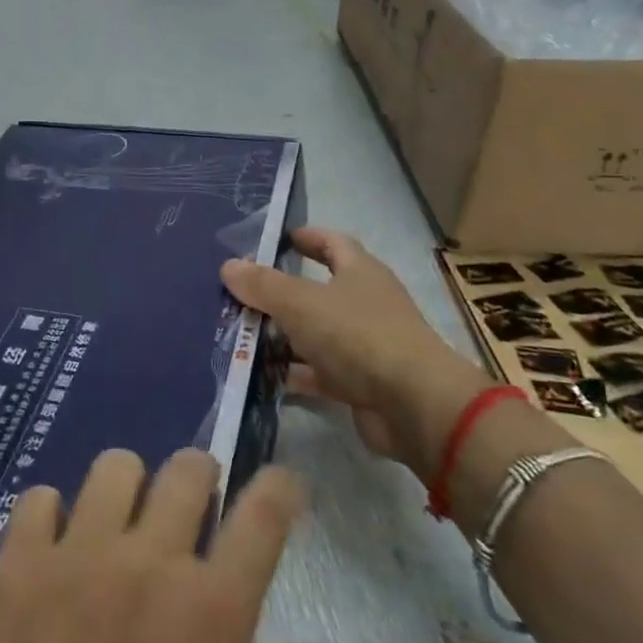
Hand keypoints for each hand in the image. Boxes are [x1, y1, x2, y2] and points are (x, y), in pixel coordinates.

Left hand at [0, 451, 336, 642]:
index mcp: (212, 612)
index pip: (263, 515)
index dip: (281, 486)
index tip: (284, 482)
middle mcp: (148, 562)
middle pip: (188, 469)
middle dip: (203, 479)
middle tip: (195, 512)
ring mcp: (78, 556)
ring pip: (115, 467)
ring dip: (130, 488)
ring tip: (124, 526)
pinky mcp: (18, 567)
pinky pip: (36, 499)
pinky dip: (52, 513)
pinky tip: (58, 549)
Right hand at [221, 229, 489, 473]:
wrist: (413, 405)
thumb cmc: (358, 335)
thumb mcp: (301, 303)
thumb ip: (263, 285)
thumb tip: (229, 265)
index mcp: (360, 271)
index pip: (332, 242)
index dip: (305, 238)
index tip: (275, 240)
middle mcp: (365, 303)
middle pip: (317, 291)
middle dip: (280, 293)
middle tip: (240, 294)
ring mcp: (364, 345)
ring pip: (315, 333)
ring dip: (282, 335)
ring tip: (240, 336)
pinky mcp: (361, 384)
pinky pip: (319, 372)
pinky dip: (293, 373)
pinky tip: (261, 376)